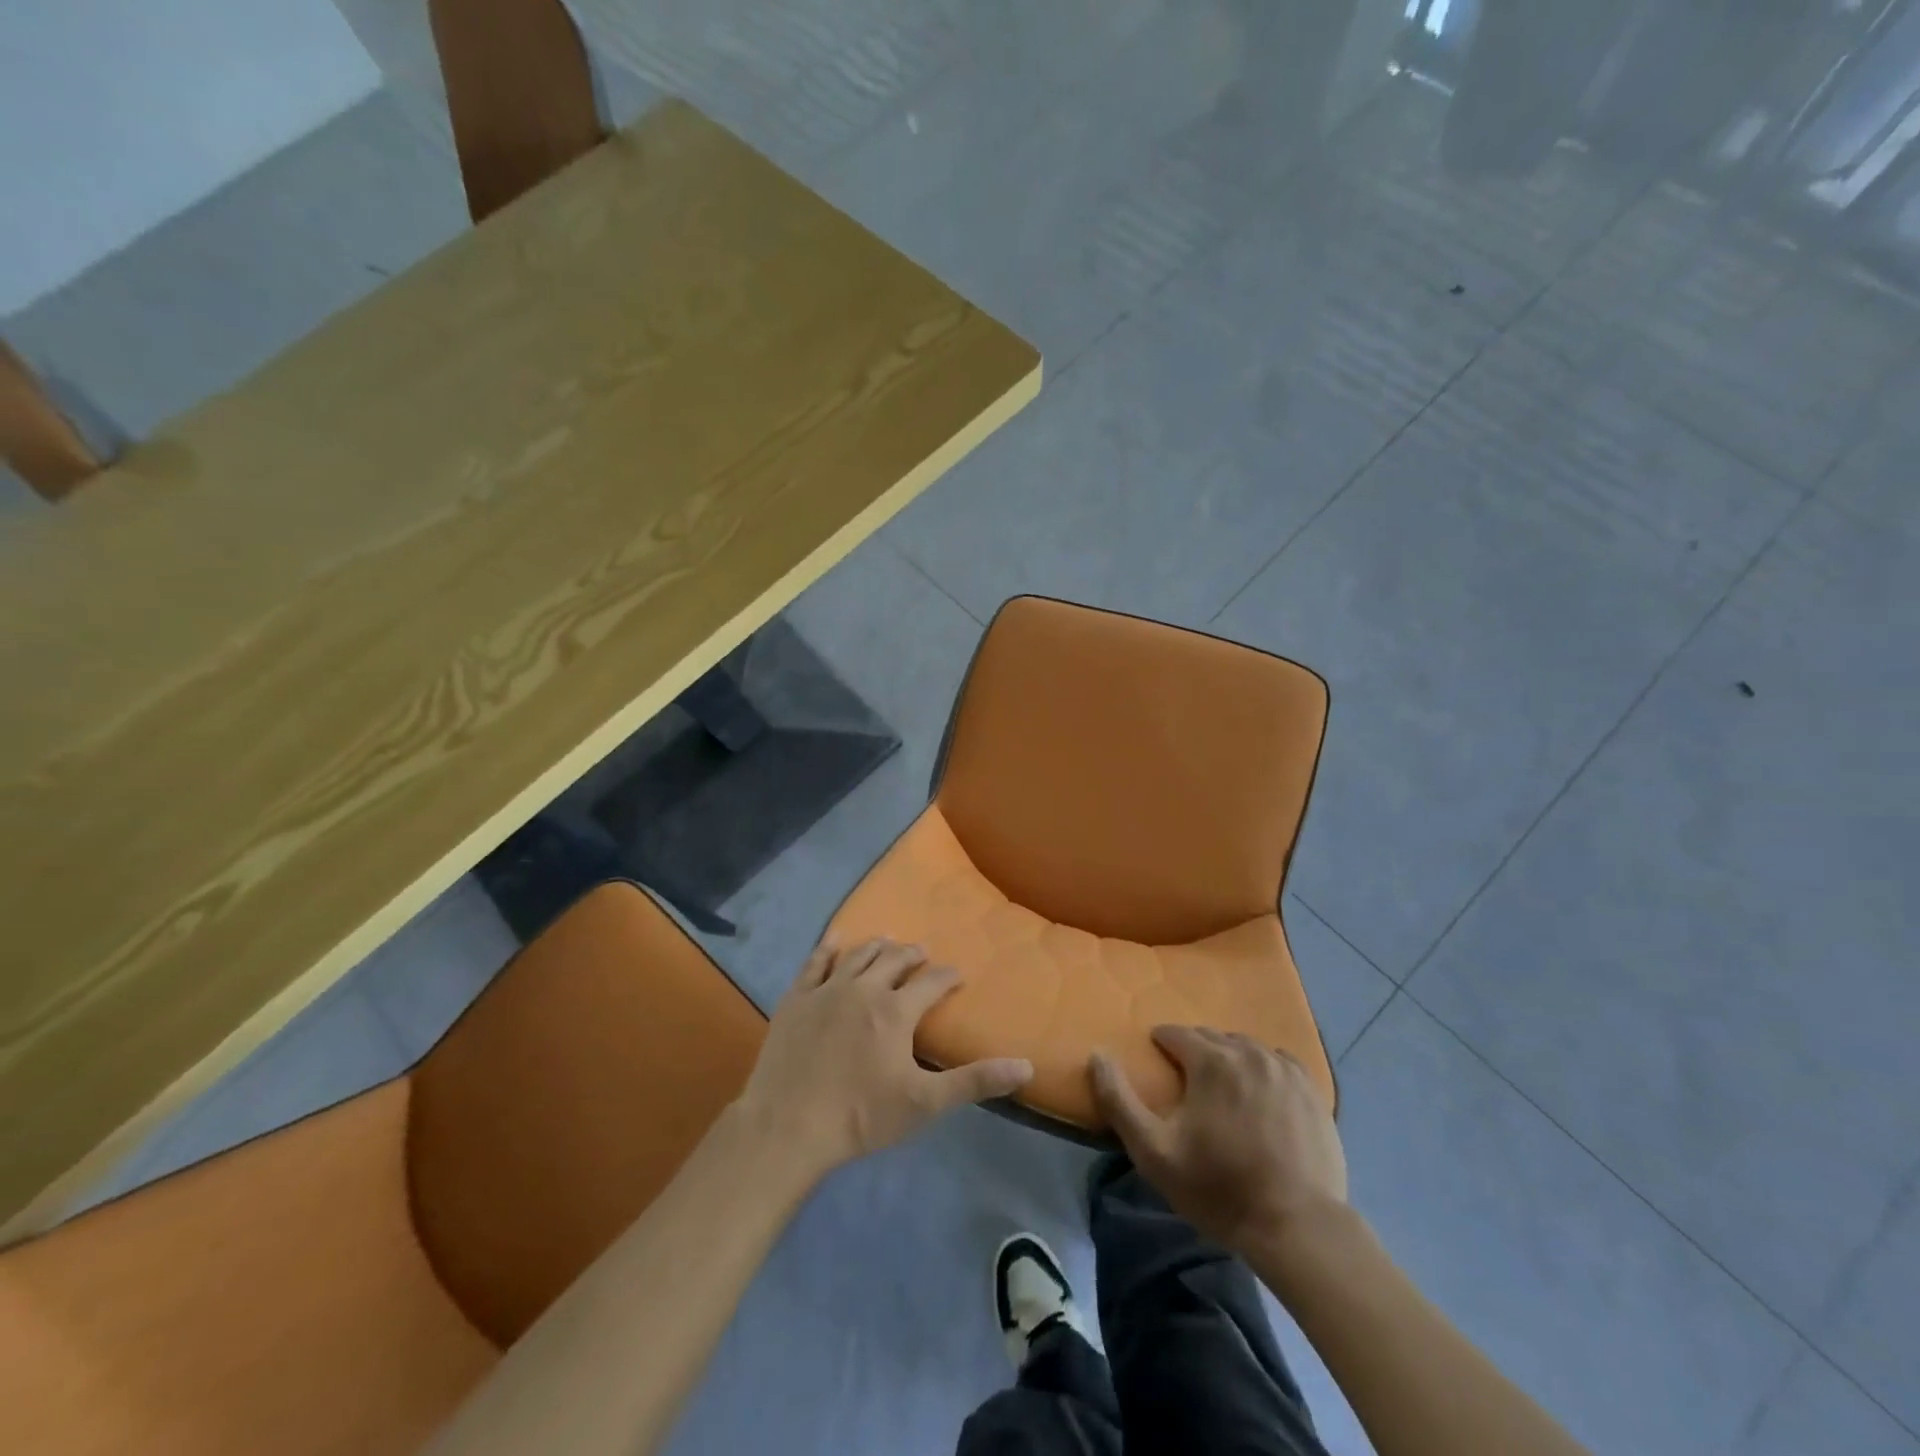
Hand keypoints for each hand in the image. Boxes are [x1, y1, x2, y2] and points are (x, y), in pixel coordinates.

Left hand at [735, 938, 1032, 1180]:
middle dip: (913, 955)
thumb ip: (974, 1081)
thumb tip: (1026, 1066)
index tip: (958, 975)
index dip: (948, 977)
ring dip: (878, 947)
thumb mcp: (924, 1103)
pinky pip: (815, 962)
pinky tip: (836, 941)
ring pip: (858, 955)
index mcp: (896, 1010)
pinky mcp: (796, 998)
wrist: (788, 1126)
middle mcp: (864, 988)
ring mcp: (826, 990)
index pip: (932, 983)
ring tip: (888, 942)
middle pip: (894, 959)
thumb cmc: (860, 1116)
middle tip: (922, 954)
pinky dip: (829, 948)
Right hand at [1089, 1027, 1346, 1256]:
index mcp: (1211, 1061)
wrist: (1297, 1227)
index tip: (1156, 1062)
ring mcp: (1285, 1070)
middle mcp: (1249, 1053)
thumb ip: (1118, 1099)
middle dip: (1195, 1050)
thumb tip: (1097, 1055)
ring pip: (1246, 1047)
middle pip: (1212, 1037)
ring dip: (1229, 1057)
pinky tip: (1261, 1092)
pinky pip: (1279, 1062)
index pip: (1176, 1033)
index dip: (1161, 1044)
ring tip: (1222, 1087)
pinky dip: (1264, 1068)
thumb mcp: (1153, 1151)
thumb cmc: (1218, 1187)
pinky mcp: (1312, 1091)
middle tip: (1186, 1080)